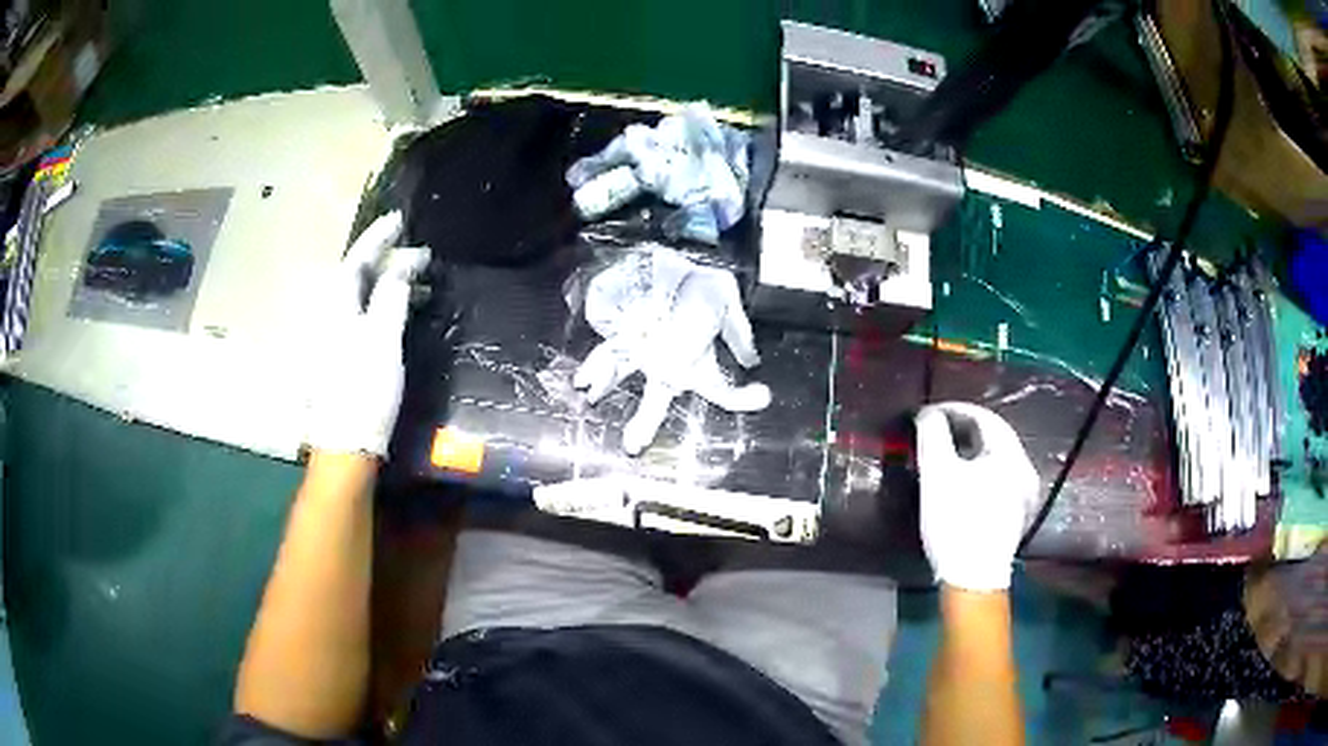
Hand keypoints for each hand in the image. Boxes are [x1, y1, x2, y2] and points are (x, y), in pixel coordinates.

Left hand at [306, 212, 427, 456]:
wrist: (346, 445)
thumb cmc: (364, 390)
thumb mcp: (382, 340)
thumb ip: (392, 296)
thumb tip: (402, 266)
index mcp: (336, 307)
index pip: (357, 260)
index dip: (378, 238)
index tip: (400, 220)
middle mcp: (329, 316)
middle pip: (355, 276)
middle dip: (385, 259)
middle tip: (418, 254)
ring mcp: (332, 338)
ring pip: (359, 297)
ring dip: (386, 284)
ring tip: (417, 281)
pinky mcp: (340, 356)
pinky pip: (361, 316)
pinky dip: (381, 306)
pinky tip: (398, 312)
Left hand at [573, 247, 769, 454]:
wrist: (677, 263)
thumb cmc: (701, 286)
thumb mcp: (726, 303)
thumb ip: (737, 332)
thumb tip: (752, 361)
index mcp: (695, 362)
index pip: (719, 392)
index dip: (742, 400)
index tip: (762, 396)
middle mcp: (666, 363)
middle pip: (657, 398)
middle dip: (644, 422)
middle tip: (633, 447)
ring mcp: (642, 350)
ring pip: (624, 377)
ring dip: (608, 390)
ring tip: (594, 401)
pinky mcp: (623, 335)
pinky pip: (607, 353)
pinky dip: (594, 366)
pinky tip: (581, 381)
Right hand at [915, 402, 1039, 591]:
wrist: (973, 578)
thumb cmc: (957, 522)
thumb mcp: (937, 474)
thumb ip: (932, 434)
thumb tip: (927, 413)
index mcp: (1010, 454)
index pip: (982, 416)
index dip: (953, 410)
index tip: (928, 415)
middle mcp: (1024, 469)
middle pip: (992, 437)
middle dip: (961, 431)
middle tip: (934, 434)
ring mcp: (1024, 494)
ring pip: (995, 460)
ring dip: (969, 452)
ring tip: (944, 456)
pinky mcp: (1016, 515)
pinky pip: (998, 479)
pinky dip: (978, 472)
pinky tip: (962, 483)